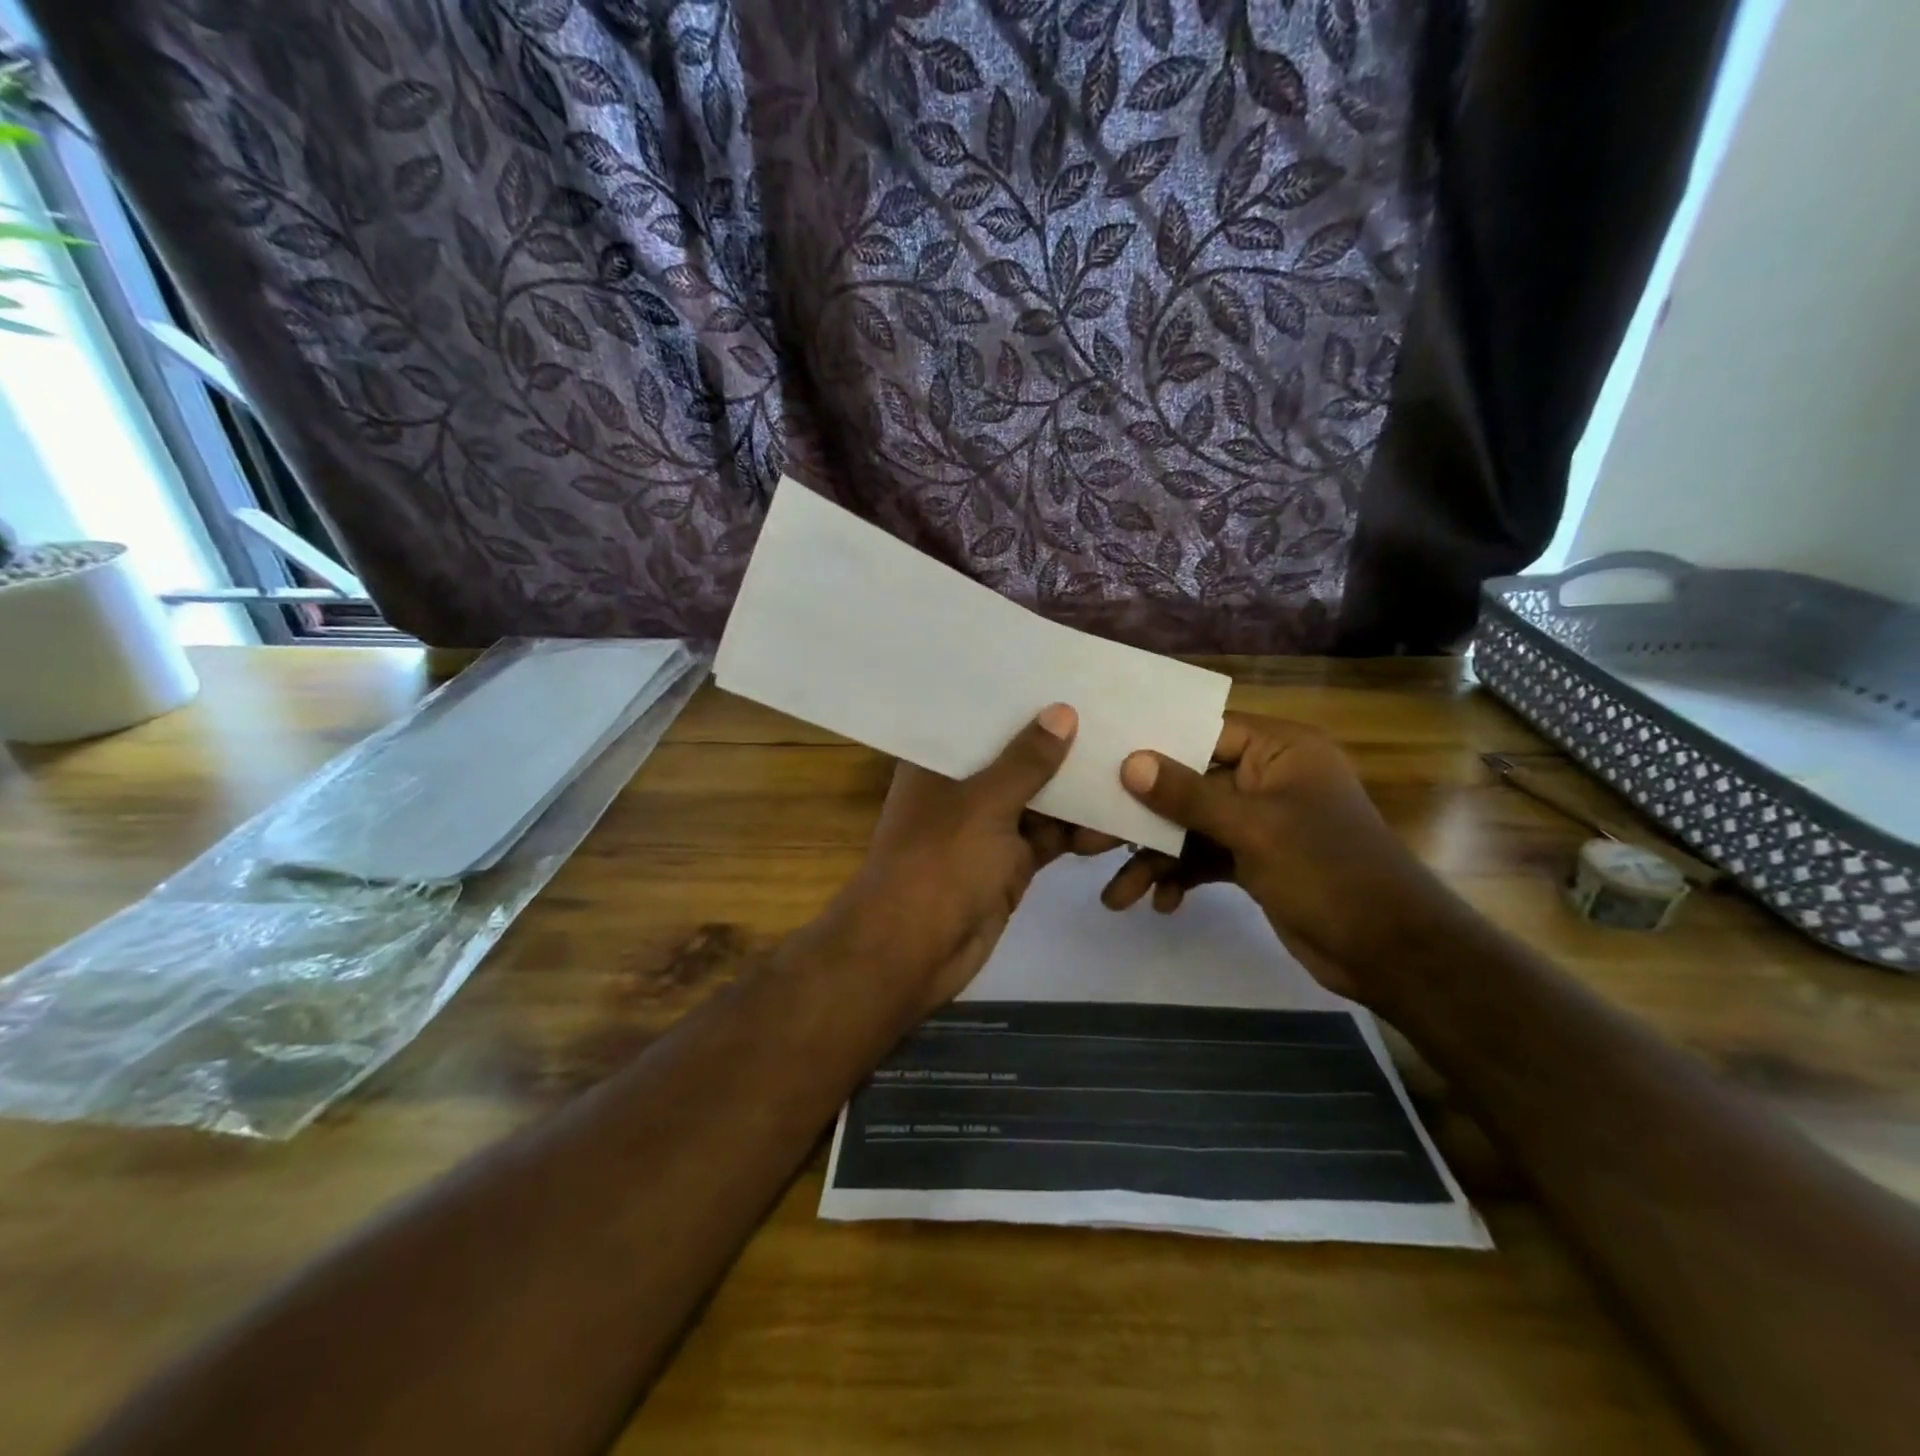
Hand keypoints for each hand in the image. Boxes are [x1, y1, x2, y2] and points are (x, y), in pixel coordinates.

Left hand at [827, 705, 1099, 1016]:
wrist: (913, 951)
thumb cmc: (939, 863)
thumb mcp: (984, 803)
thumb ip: (1026, 760)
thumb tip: (1062, 712)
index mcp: (939, 762)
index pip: (982, 718)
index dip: (1021, 700)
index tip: (1066, 673)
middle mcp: (962, 787)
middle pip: (1016, 757)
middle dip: (1060, 744)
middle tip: (1113, 715)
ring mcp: (987, 827)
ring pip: (1039, 799)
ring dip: (1077, 790)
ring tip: (1128, 763)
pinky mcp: (1009, 862)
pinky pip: (1050, 836)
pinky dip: (1079, 831)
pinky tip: (1118, 818)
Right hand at [1102, 713, 1455, 1002]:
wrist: (1390, 952)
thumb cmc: (1329, 871)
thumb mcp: (1254, 829)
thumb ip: (1188, 796)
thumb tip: (1130, 763)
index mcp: (1279, 750)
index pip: (1204, 730)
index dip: (1154, 744)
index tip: (1103, 758)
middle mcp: (1266, 778)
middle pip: (1188, 784)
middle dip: (1144, 818)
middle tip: (1092, 839)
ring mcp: (1259, 821)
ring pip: (1190, 828)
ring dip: (1156, 859)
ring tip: (1118, 896)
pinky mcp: (1254, 860)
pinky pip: (1204, 858)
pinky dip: (1181, 877)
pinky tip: (1162, 903)